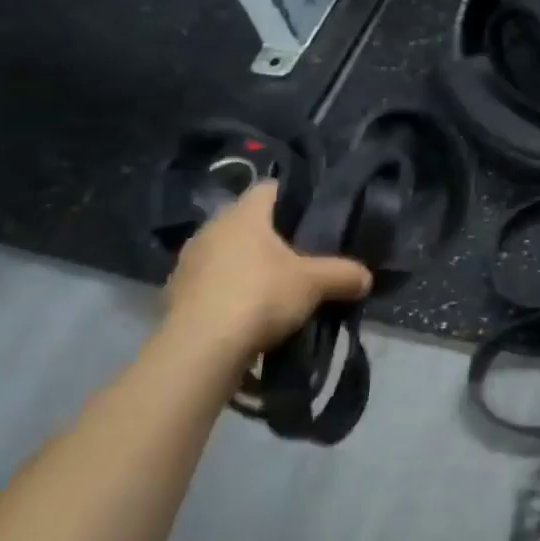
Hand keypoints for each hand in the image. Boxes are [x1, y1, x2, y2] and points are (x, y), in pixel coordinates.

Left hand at [160, 182, 371, 364]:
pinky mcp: (174, 297)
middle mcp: (209, 231)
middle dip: (272, 237)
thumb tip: (366, 278)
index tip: (314, 215)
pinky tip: (247, 313)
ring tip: (275, 288)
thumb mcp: (315, 283)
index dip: (294, 197)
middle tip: (302, 255)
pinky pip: (210, 285)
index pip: (270, 189)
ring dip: (247, 267)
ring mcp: (187, 265)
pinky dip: (228, 293)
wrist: (199, 351)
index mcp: (242, 216)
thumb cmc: (260, 296)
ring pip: (227, 255)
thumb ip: (344, 274)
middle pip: (248, 223)